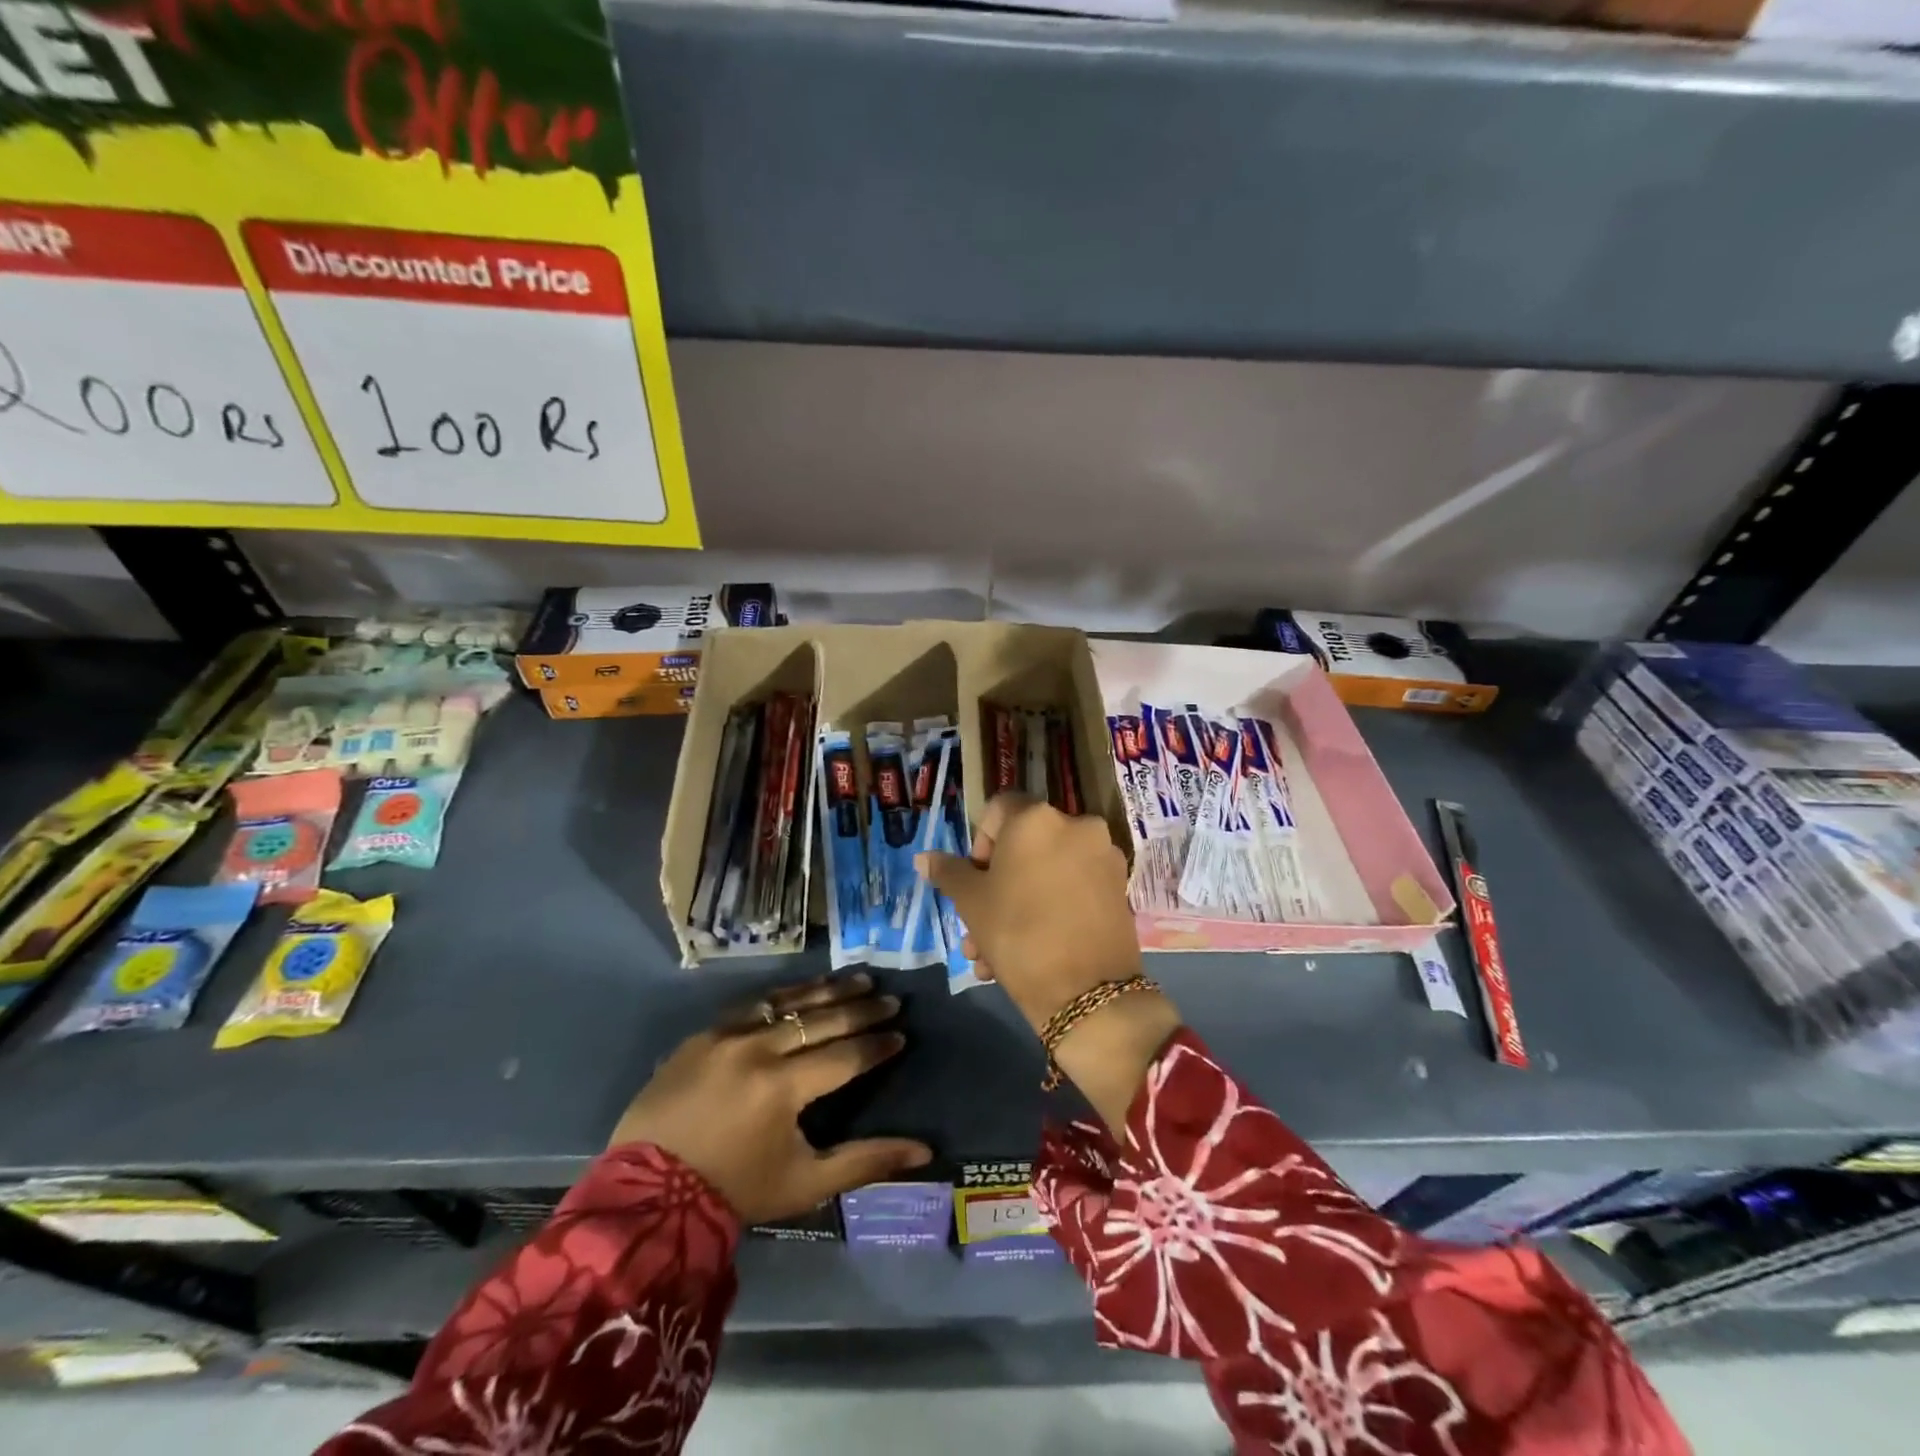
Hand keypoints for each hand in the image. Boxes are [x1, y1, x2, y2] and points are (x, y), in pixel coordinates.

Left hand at [609, 974, 930, 1224]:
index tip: (901, 1035)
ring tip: (859, 979)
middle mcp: (758, 1049)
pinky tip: (804, 990)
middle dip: (862, 1010)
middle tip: (891, 1000)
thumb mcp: (806, 1184)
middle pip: (822, 1020)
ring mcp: (726, 1035)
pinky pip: (754, 1005)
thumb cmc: (735, 1191)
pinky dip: (785, 997)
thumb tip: (924, 1151)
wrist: (648, 1194)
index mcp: (783, 1087)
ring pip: (789, 1002)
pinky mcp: (703, 1034)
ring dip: (828, 990)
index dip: (877, 1046)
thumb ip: (865, 1162)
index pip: (845, 1056)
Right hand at [918, 795, 1181, 1131]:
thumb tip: (924, 857)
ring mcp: (1103, 857)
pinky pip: (1073, 889)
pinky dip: (1051, 910)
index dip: (979, 842)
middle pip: (1024, 846)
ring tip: (993, 955)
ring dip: (1018, 905)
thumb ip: (949, 872)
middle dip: (996, 886)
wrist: (1088, 993)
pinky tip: (1030, 953)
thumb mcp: (971, 903)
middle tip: (977, 926)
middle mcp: (1077, 825)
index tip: (974, 880)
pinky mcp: (1119, 888)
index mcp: (1037, 818)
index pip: (998, 810)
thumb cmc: (1018, 933)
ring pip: (1047, 873)